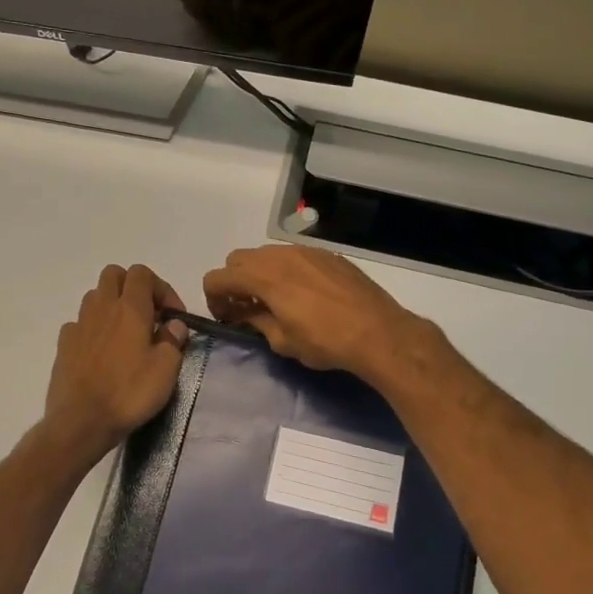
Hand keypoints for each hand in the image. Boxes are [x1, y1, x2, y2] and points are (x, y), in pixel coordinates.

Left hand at [42, 264, 189, 463]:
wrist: (81, 421)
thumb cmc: (129, 393)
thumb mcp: (166, 370)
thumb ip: (173, 341)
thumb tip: (173, 325)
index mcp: (130, 308)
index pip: (142, 273)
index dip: (162, 288)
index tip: (173, 317)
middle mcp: (102, 308)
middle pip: (114, 274)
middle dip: (133, 287)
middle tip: (148, 315)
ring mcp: (79, 325)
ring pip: (95, 296)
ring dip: (112, 305)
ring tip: (125, 333)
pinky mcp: (64, 344)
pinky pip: (79, 323)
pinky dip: (93, 328)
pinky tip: (102, 351)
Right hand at [202, 245, 430, 383]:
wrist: (378, 332)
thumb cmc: (325, 342)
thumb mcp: (283, 341)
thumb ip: (257, 322)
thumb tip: (247, 314)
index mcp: (263, 276)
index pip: (218, 277)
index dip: (213, 298)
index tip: (225, 317)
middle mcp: (280, 255)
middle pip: (238, 259)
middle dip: (234, 282)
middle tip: (246, 308)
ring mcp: (306, 251)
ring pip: (267, 254)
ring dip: (260, 274)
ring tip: (275, 300)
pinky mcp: (328, 255)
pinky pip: (294, 256)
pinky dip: (287, 271)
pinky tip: (304, 294)